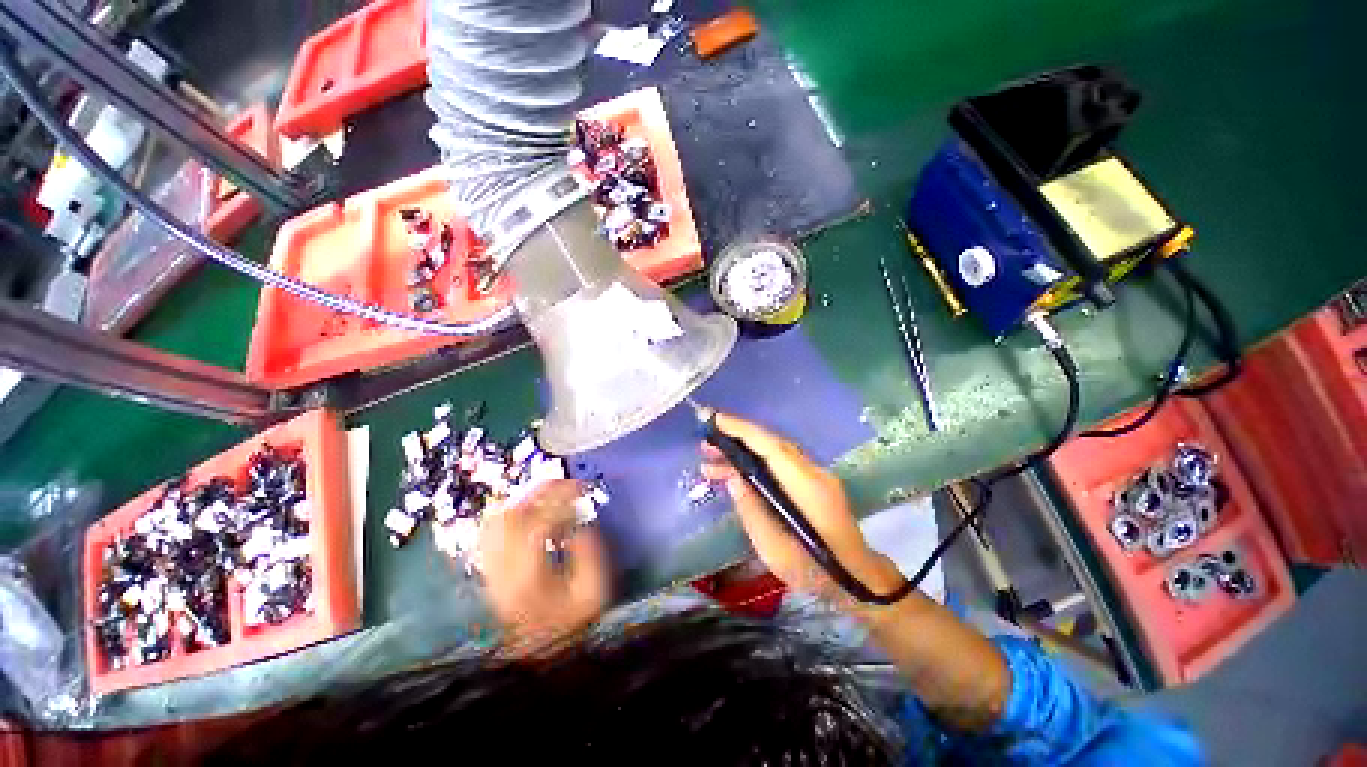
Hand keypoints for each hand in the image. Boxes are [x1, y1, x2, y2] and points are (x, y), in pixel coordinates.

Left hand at [478, 480, 608, 655]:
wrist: (540, 657)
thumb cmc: (571, 625)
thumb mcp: (592, 592)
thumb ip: (589, 554)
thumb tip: (579, 522)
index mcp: (529, 578)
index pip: (537, 525)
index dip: (561, 501)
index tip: (582, 490)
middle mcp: (502, 572)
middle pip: (511, 517)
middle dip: (540, 492)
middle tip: (564, 482)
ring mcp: (491, 572)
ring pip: (494, 522)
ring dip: (521, 499)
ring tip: (547, 491)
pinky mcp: (489, 572)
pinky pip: (488, 533)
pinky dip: (506, 513)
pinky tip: (525, 508)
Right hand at [700, 412, 905, 606]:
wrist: (856, 580)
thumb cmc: (813, 570)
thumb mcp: (773, 548)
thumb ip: (751, 509)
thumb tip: (733, 477)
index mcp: (806, 486)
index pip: (771, 447)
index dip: (742, 430)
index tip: (714, 420)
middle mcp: (813, 472)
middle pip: (771, 445)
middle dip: (737, 439)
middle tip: (705, 445)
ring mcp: (816, 476)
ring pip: (774, 454)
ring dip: (744, 453)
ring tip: (711, 463)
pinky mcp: (813, 484)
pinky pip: (780, 465)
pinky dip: (756, 464)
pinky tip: (736, 475)